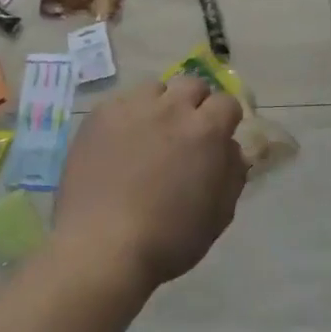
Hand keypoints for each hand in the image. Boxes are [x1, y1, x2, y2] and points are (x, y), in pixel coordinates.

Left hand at [53, 76, 249, 288]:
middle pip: (191, 85)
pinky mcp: (98, 116)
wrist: (101, 246)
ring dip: (159, 105)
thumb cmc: (169, 238)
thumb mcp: (218, 215)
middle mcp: (170, 108)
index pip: (227, 102)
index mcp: (205, 131)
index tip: (217, 138)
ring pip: (154, 88)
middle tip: (185, 134)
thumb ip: (232, 174)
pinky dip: (127, 117)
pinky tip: (118, 144)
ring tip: (149, 134)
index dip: (225, 120)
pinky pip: (121, 103)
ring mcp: (130, 108)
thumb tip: (230, 149)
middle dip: (194, 104)